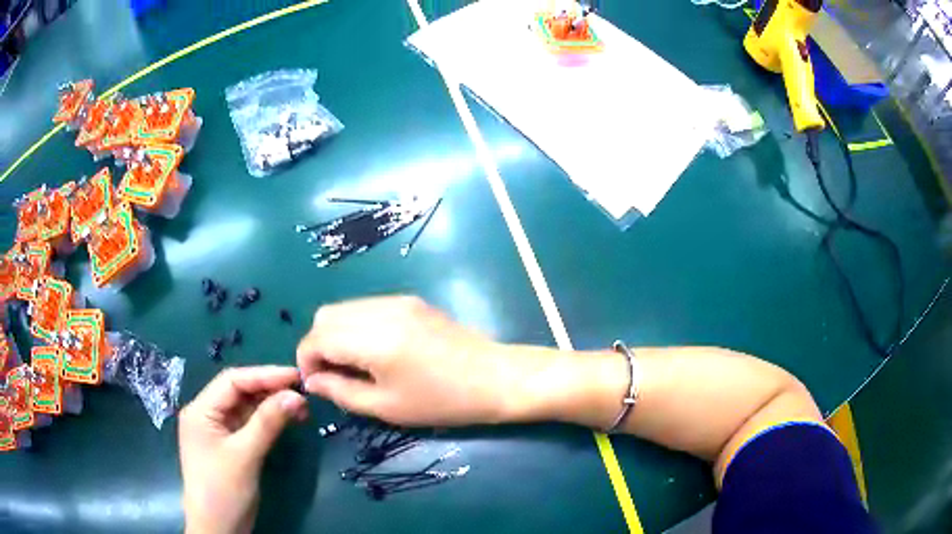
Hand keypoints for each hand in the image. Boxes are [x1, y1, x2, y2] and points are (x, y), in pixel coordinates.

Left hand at [178, 366, 307, 533]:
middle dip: (270, 389)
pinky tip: (286, 420)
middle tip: (303, 392)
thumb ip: (268, 423)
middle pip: (239, 392)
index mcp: (201, 410)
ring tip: (301, 407)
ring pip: (246, 407)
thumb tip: (296, 395)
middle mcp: (207, 414)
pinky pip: (250, 424)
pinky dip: (268, 421)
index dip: (264, 375)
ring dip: (272, 405)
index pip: (233, 381)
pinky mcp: (230, 445)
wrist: (218, 528)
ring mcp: (218, 430)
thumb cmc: (223, 490)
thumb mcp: (245, 455)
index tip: (296, 376)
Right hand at [297, 296, 522, 425]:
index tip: (315, 383)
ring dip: (336, 333)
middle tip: (332, 374)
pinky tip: (373, 350)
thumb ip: (341, 391)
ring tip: (352, 364)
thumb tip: (312, 381)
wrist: (494, 377)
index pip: (316, 338)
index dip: (306, 360)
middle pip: (325, 316)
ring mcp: (396, 300)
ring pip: (344, 308)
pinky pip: (366, 307)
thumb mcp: (386, 406)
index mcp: (372, 339)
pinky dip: (356, 325)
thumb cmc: (441, 401)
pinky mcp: (409, 300)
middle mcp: (380, 310)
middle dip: (318, 344)